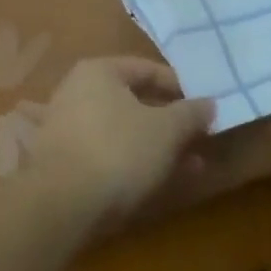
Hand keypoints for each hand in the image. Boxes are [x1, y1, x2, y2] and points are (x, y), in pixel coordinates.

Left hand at [29, 57, 213, 227]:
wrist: (62, 201)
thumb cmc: (118, 150)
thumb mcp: (166, 130)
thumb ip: (190, 113)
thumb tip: (209, 103)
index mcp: (98, 71)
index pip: (147, 69)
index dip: (180, 87)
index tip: (206, 108)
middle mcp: (76, 91)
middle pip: (133, 101)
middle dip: (170, 122)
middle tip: (200, 139)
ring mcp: (65, 126)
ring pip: (121, 130)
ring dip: (156, 146)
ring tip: (191, 166)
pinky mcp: (61, 160)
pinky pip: (106, 153)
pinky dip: (132, 163)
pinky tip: (158, 182)